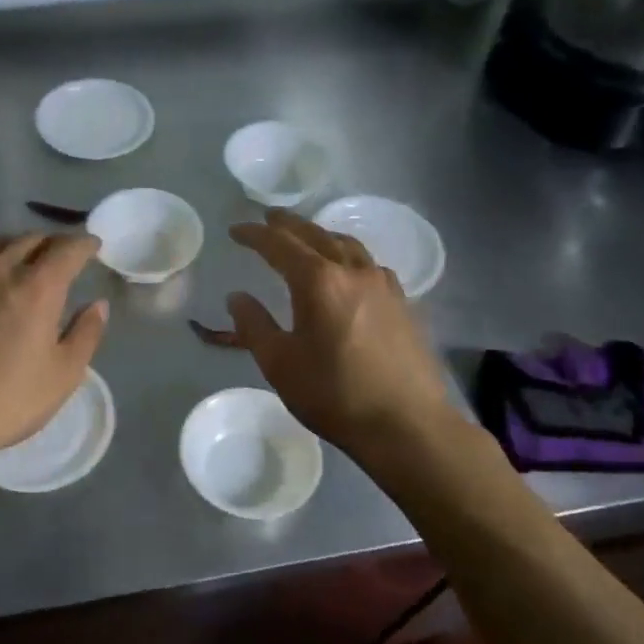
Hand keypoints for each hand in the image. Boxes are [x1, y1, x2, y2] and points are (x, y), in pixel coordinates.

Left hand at [0, 232, 108, 467]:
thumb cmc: (9, 399)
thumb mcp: (64, 374)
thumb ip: (86, 333)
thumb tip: (97, 305)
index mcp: (39, 286)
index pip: (68, 249)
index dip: (85, 243)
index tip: (93, 245)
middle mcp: (1, 268)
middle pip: (31, 239)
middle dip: (52, 243)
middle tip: (62, 254)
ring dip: (16, 246)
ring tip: (22, 259)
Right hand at [225, 209, 456, 456]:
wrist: (407, 424)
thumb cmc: (334, 395)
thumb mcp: (280, 364)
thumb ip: (254, 325)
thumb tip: (237, 296)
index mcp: (318, 282)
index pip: (280, 245)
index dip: (255, 235)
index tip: (236, 230)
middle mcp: (353, 271)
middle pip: (316, 235)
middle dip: (288, 225)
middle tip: (268, 218)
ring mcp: (384, 285)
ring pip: (348, 245)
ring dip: (321, 235)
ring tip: (306, 238)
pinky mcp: (403, 303)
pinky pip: (369, 264)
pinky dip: (347, 255)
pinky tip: (346, 271)